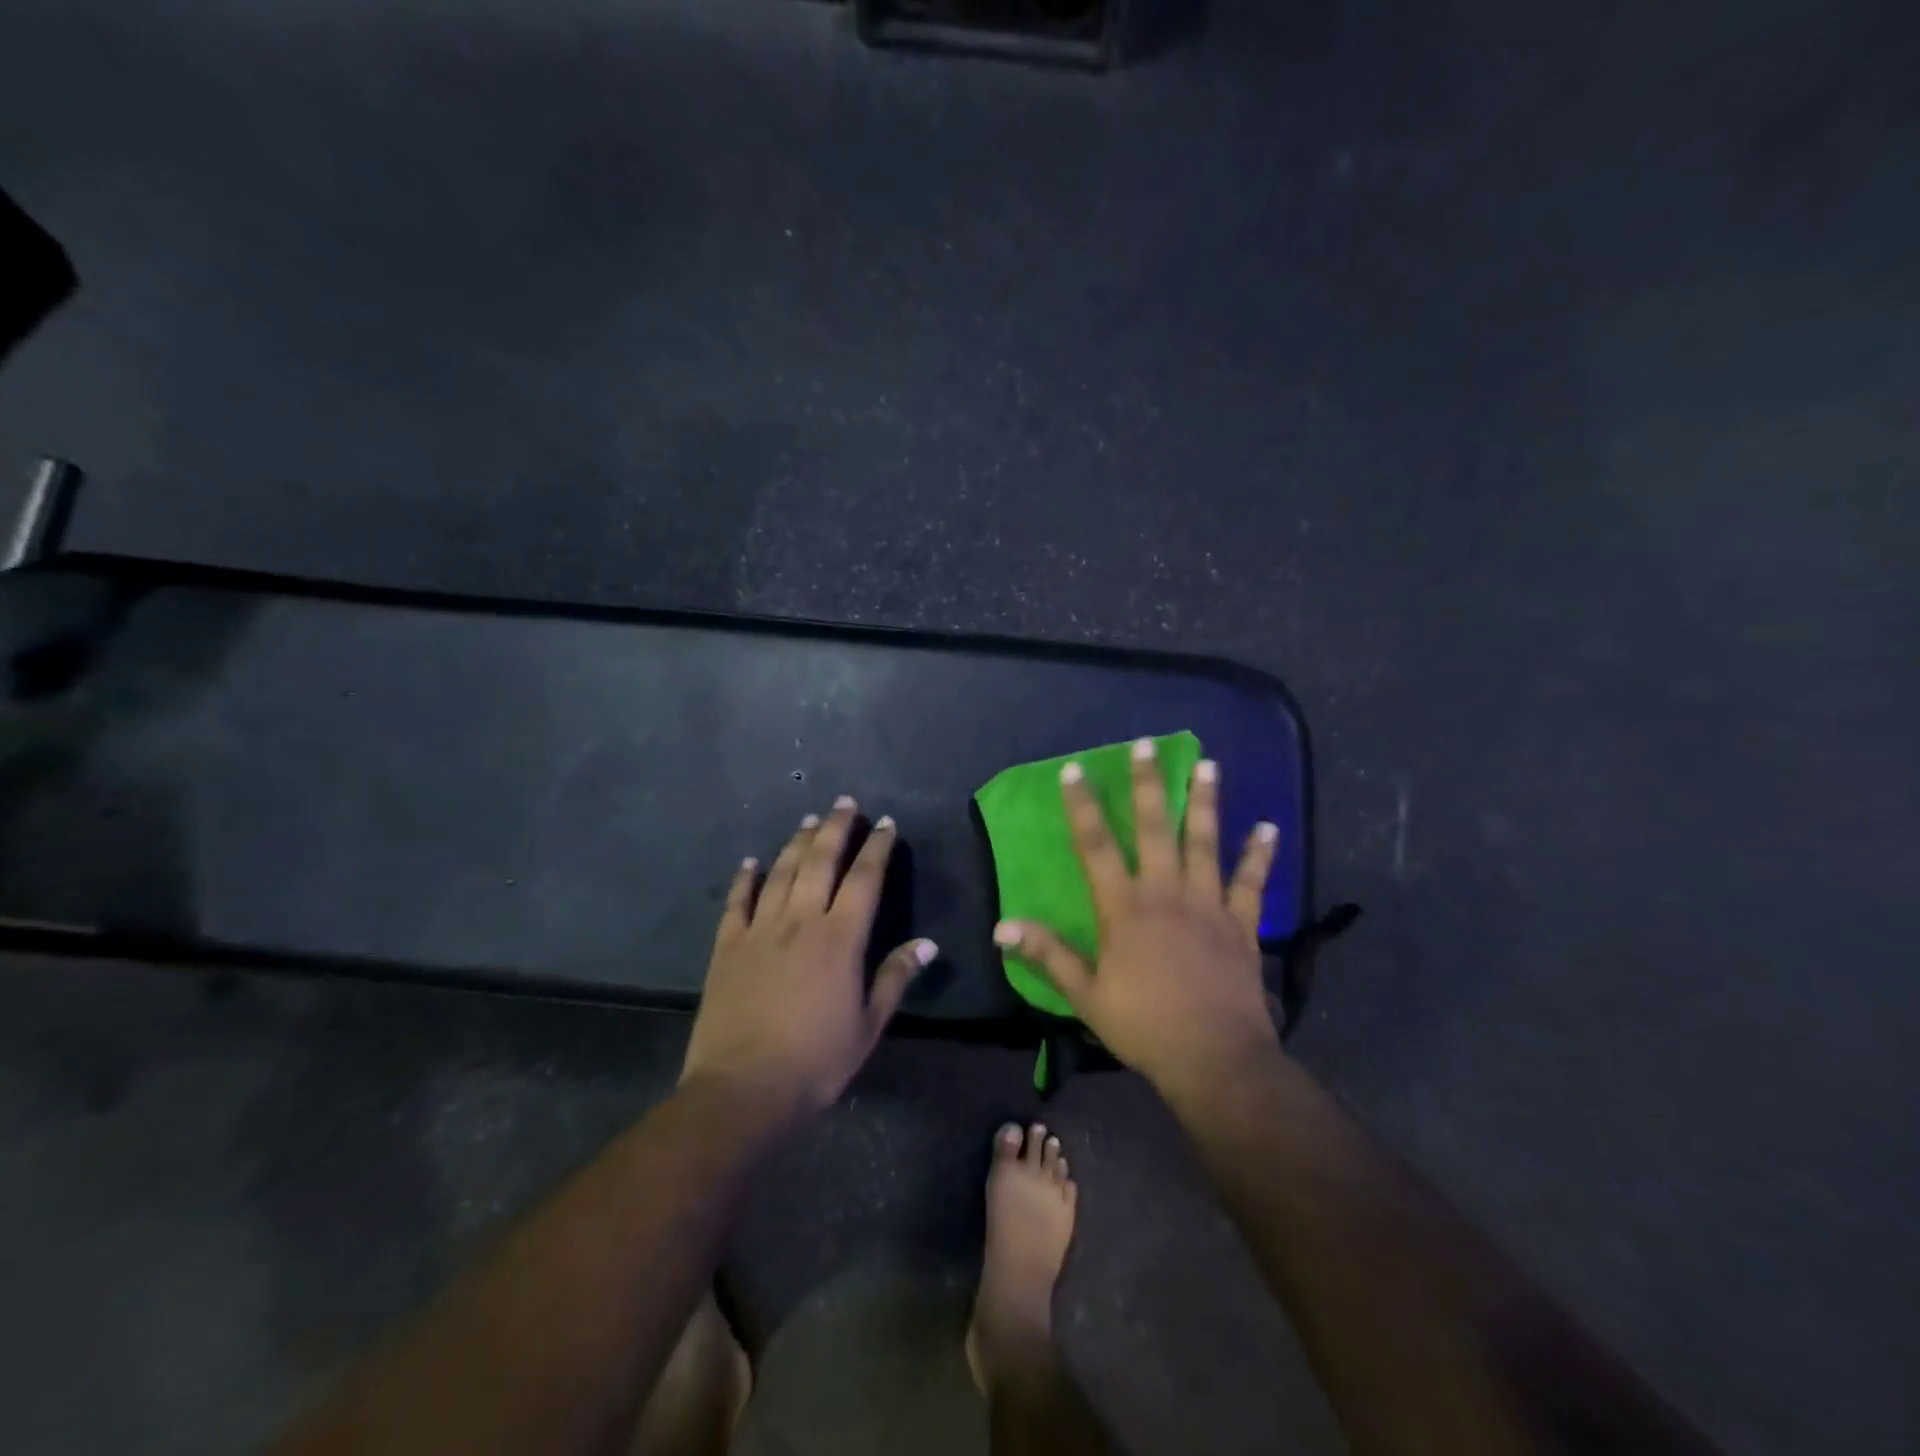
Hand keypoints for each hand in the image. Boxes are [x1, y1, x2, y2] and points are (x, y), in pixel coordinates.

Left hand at [683, 797, 934, 1118]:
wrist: (743, 1089)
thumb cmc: (816, 1061)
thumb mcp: (868, 1025)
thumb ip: (895, 978)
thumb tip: (926, 944)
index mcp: (840, 938)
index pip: (865, 879)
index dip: (877, 848)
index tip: (885, 824)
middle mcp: (801, 921)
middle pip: (820, 861)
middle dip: (835, 828)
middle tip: (844, 803)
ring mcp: (760, 930)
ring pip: (781, 872)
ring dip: (796, 843)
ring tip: (808, 820)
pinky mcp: (727, 946)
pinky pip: (737, 902)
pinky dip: (744, 879)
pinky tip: (750, 862)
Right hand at [993, 740, 1280, 1092]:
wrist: (1215, 1060)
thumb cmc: (1144, 1027)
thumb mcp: (1086, 995)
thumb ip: (1047, 955)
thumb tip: (1002, 927)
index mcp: (1124, 909)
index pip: (1096, 847)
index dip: (1083, 807)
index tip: (1075, 770)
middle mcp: (1166, 893)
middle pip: (1155, 829)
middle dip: (1148, 784)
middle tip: (1146, 745)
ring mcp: (1208, 905)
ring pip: (1206, 843)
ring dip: (1206, 803)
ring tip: (1209, 765)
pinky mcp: (1241, 924)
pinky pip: (1251, 883)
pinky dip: (1259, 855)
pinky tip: (1268, 827)